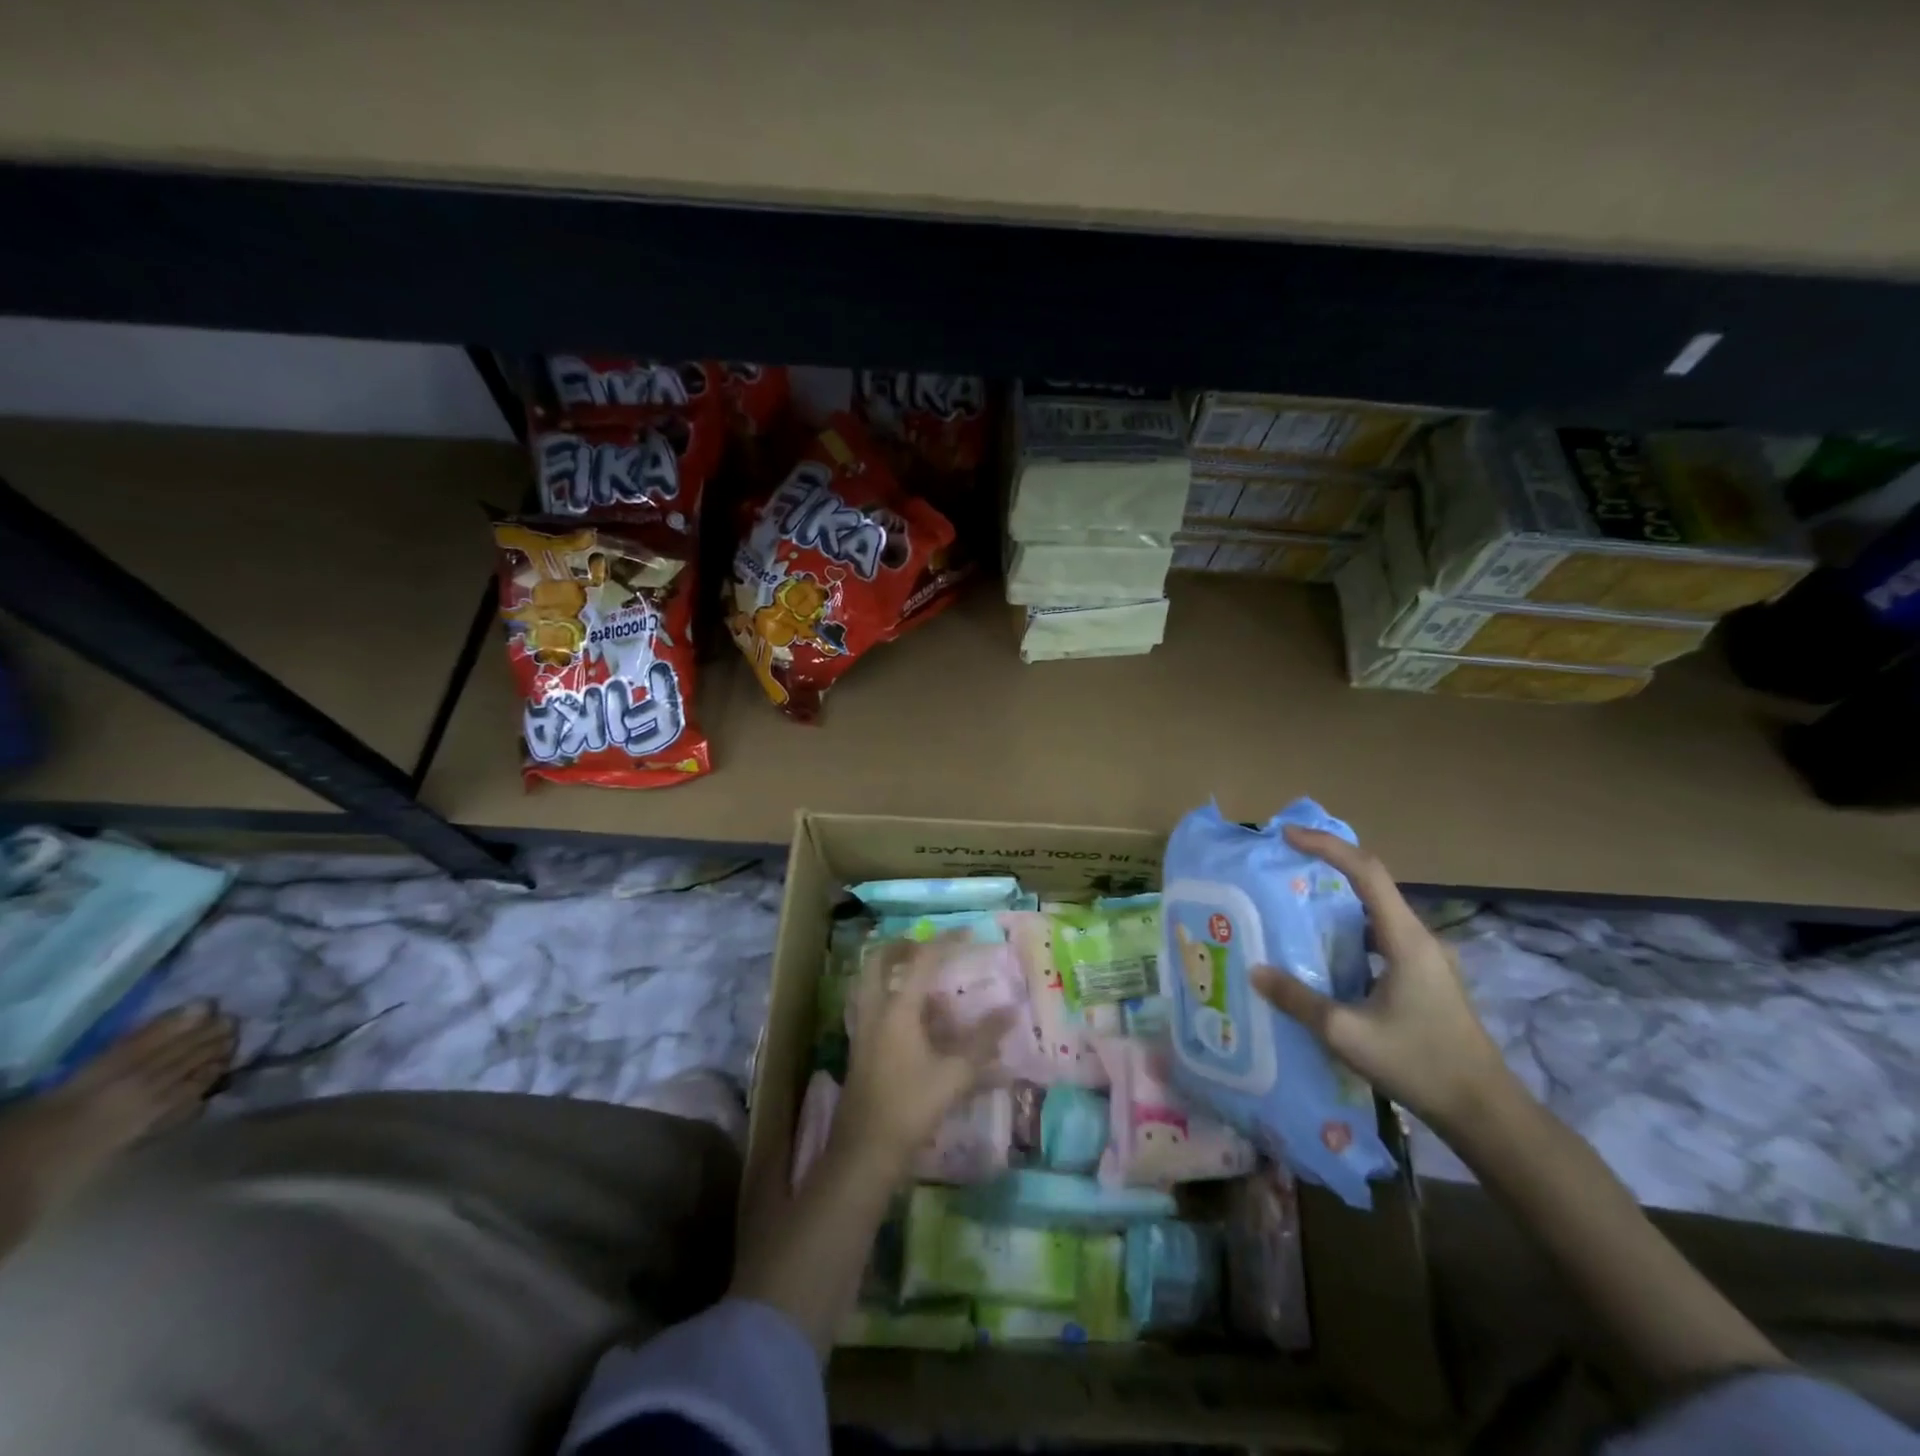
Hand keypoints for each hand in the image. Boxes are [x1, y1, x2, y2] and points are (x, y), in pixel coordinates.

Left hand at [832, 937, 1013, 1173]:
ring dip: (893, 970)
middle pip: (879, 960)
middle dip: (903, 945)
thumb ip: (984, 1041)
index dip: (946, 941)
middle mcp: (875, 1010)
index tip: (968, 933)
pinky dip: (890, 996)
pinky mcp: (860, 1047)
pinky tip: (917, 1018)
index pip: (923, 959)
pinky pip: (872, 1004)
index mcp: (898, 1008)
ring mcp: (862, 1028)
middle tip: (929, 946)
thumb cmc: (912, 1106)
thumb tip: (1010, 1012)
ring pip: (870, 982)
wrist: (866, 1150)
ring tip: (924, 978)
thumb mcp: (956, 1074)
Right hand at [1251, 826, 1515, 1133]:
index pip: (1366, 871)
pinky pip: (1382, 939)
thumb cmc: (1418, 1064)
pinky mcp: (1428, 979)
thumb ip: (1298, 999)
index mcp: (1405, 939)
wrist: (1485, 1112)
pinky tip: (1327, 956)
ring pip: (1376, 914)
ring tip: (1295, 910)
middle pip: (1371, 885)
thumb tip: (1256, 971)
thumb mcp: (1346, 1033)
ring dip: (1338, 904)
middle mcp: (1420, 939)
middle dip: (1327, 868)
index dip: (1327, 846)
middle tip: (1284, 868)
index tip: (1288, 835)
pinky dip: (1351, 933)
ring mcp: (1428, 959)